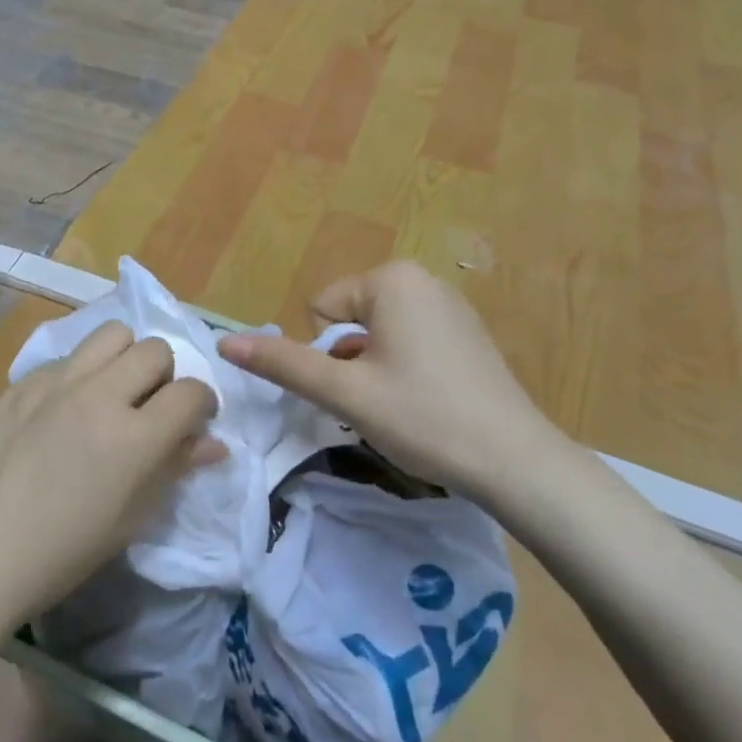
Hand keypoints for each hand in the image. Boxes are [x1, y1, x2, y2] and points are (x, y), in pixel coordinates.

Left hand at [0, 322, 222, 629]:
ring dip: (126, 357)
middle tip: (151, 407)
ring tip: (113, 391)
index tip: (195, 421)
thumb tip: (213, 443)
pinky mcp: (23, 380)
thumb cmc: (61, 553)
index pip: (191, 392)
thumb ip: (174, 468)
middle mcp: (99, 395)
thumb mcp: (130, 519)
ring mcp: (57, 381)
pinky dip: (82, 372)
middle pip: (155, 350)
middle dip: (166, 375)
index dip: (203, 403)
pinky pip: (69, 356)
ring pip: (112, 334)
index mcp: (133, 438)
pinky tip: (66, 408)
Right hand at [216, 261, 568, 504]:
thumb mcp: (344, 392)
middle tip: (382, 401)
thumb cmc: (424, 418)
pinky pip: (410, 341)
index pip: (322, 310)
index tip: (362, 388)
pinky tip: (429, 403)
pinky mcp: (467, 332)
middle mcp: (422, 279)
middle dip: (353, 361)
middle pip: (350, 320)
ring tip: (407, 406)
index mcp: (392, 279)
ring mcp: (450, 305)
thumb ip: (282, 363)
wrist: (517, 463)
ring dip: (376, 368)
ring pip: (378, 334)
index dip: (330, 356)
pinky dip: (405, 369)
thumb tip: (224, 343)